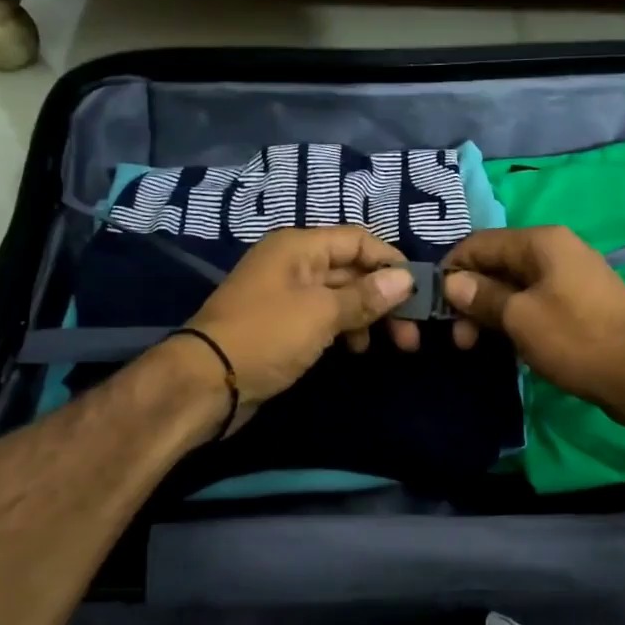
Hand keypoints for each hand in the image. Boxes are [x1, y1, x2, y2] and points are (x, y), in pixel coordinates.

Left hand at [183, 227, 414, 431]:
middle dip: (384, 298)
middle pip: (352, 270)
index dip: (390, 262)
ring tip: (390, 346)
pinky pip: (324, 319)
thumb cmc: (267, 336)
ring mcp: (286, 296)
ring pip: (340, 297)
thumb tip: (405, 278)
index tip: (418, 293)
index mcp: (299, 247)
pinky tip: (356, 350)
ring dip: (367, 317)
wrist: (206, 383)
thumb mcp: (321, 313)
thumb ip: (365, 295)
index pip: (357, 240)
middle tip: (410, 334)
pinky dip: (345, 330)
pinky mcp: (282, 326)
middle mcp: (293, 264)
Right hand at [442, 227, 624, 414]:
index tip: (433, 308)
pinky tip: (506, 346)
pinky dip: (515, 320)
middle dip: (471, 298)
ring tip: (477, 347)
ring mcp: (570, 278)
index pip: (479, 243)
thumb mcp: (520, 318)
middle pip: (496, 264)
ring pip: (514, 287)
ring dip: (491, 313)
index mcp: (541, 242)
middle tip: (459, 340)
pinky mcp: (579, 304)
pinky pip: (535, 303)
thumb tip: (452, 283)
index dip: (452, 271)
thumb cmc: (578, 340)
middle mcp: (556, 250)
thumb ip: (483, 297)